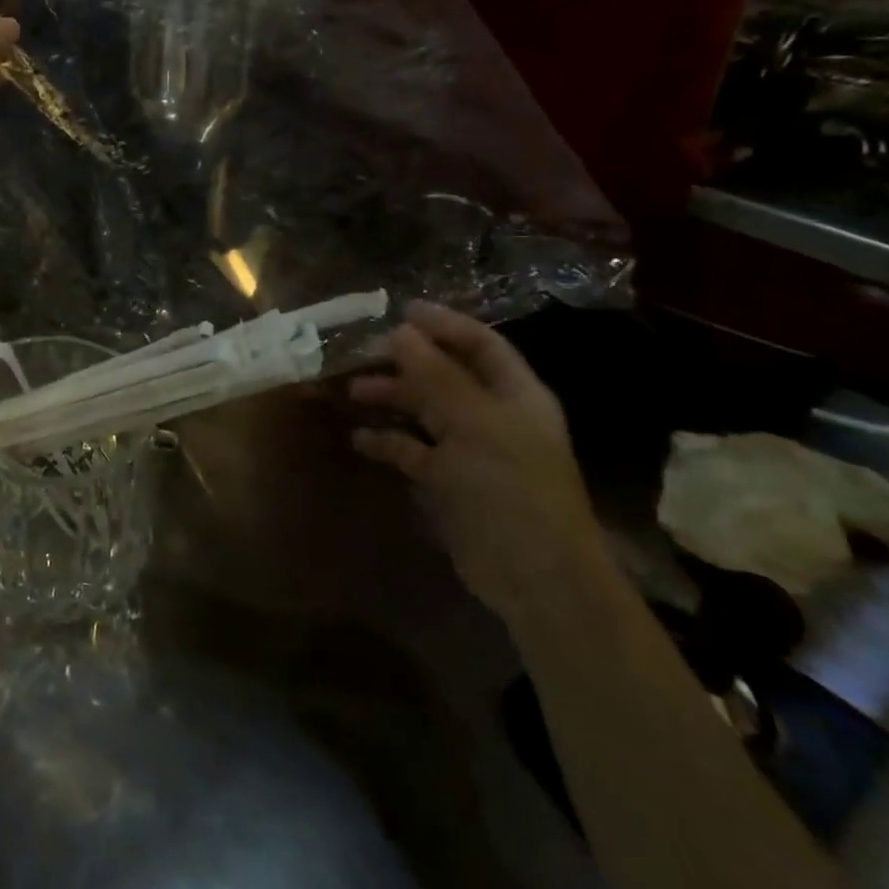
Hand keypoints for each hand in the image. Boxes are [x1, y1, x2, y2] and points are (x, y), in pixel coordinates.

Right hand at [348, 303, 607, 624]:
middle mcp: (493, 416)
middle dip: (405, 363)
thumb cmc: (511, 488)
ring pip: (425, 411)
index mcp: (515, 396)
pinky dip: (387, 442)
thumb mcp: (473, 424)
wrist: (534, 577)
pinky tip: (360, 440)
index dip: (444, 325)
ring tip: (354, 392)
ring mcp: (470, 450)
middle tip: (362, 354)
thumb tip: (400, 331)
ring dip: (391, 398)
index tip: (400, 311)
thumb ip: (435, 376)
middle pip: (445, 375)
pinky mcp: (449, 482)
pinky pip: (412, 450)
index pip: (481, 345)